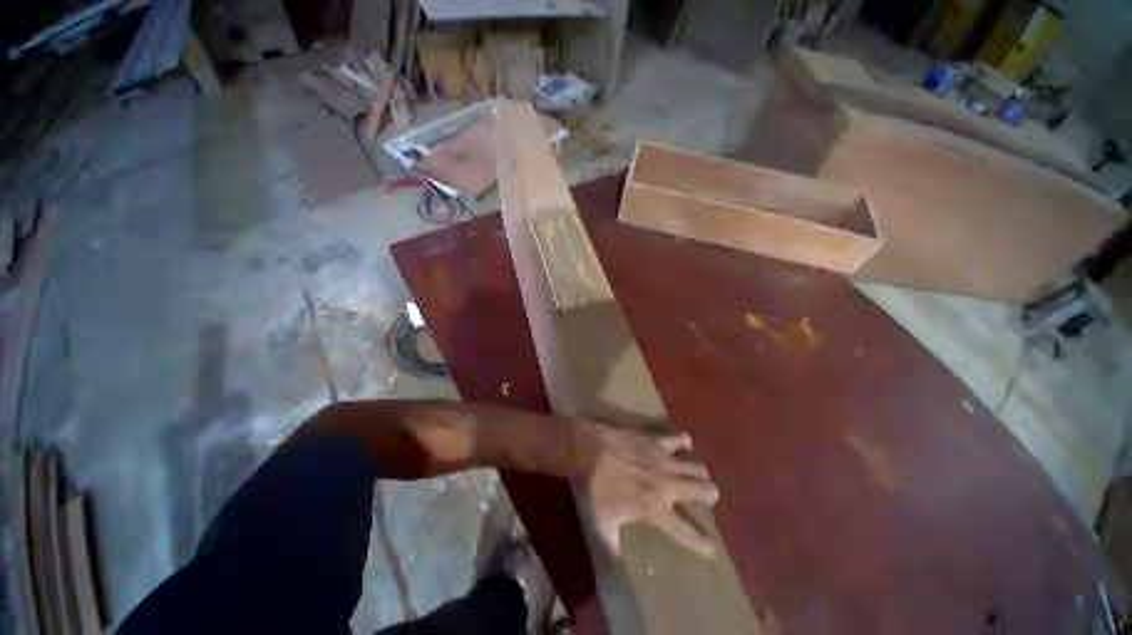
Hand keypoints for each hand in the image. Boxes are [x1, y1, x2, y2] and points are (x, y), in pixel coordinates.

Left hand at [577, 423, 720, 558]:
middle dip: (710, 496)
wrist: (591, 449)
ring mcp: (664, 460)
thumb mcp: (601, 522)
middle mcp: (667, 485)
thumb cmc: (596, 486)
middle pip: (704, 491)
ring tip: (696, 474)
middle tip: (706, 498)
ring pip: (697, 467)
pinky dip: (684, 442)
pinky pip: (679, 439)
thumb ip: (611, 547)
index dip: (702, 543)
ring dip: (699, 472)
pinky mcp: (657, 441)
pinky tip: (683, 445)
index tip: (711, 549)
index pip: (685, 532)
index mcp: (655, 509)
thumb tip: (615, 567)